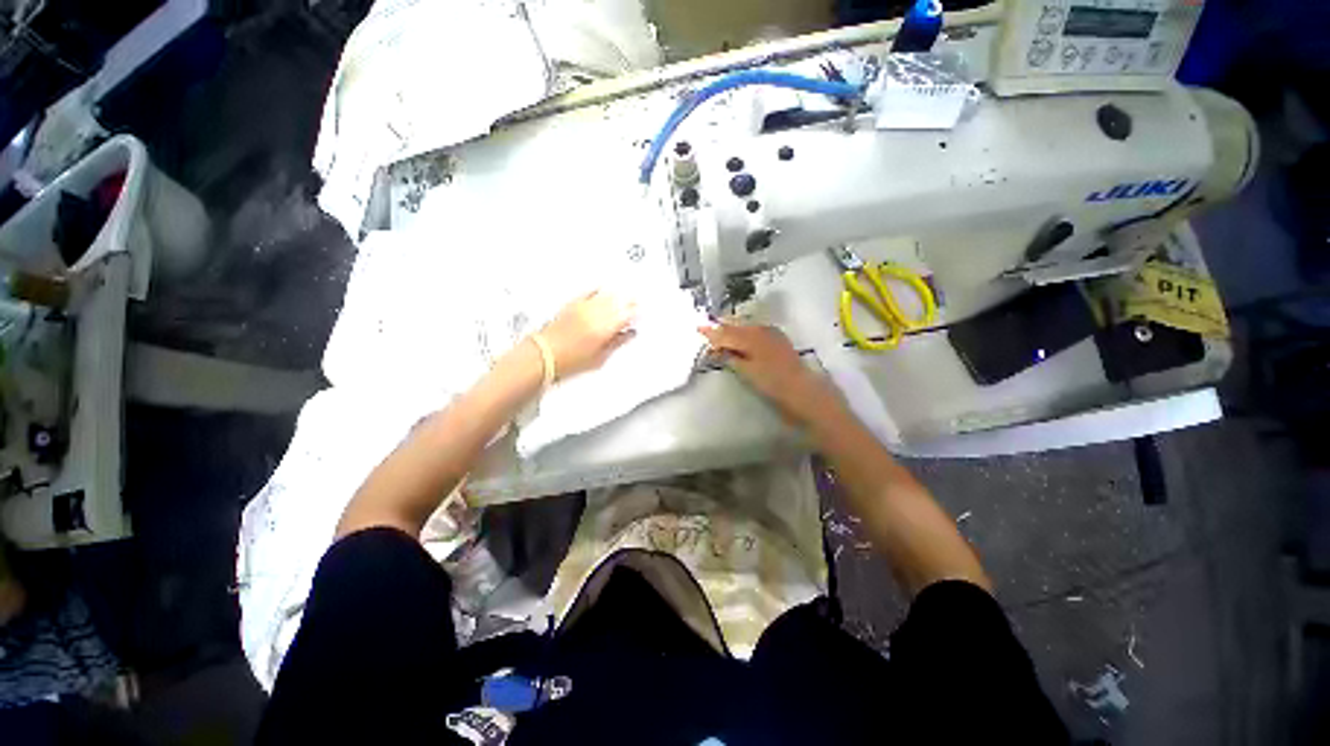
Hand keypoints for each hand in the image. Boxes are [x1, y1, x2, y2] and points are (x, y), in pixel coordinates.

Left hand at [538, 291, 635, 380]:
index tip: (640, 315)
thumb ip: (617, 343)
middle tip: (636, 304)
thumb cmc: (568, 361)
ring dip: (617, 295)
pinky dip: (598, 290)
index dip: (636, 314)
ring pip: (605, 295)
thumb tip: (628, 335)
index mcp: (604, 329)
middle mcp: (594, 315)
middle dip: (629, 302)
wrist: (544, 355)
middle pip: (618, 302)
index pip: (626, 315)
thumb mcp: (600, 358)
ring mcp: (582, 308)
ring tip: (623, 297)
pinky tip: (602, 289)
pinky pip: (589, 292)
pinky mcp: (571, 305)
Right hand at [699, 322, 844, 427]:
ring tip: (721, 333)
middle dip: (721, 328)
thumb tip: (717, 348)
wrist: (804, 391)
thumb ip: (731, 357)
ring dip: (733, 329)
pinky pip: (756, 330)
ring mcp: (772, 334)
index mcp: (751, 337)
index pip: (726, 333)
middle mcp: (761, 330)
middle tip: (707, 330)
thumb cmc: (773, 384)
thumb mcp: (747, 372)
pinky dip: (745, 332)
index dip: (712, 332)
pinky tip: (742, 337)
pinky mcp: (779, 340)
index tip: (698, 329)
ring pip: (746, 327)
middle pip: (736, 327)